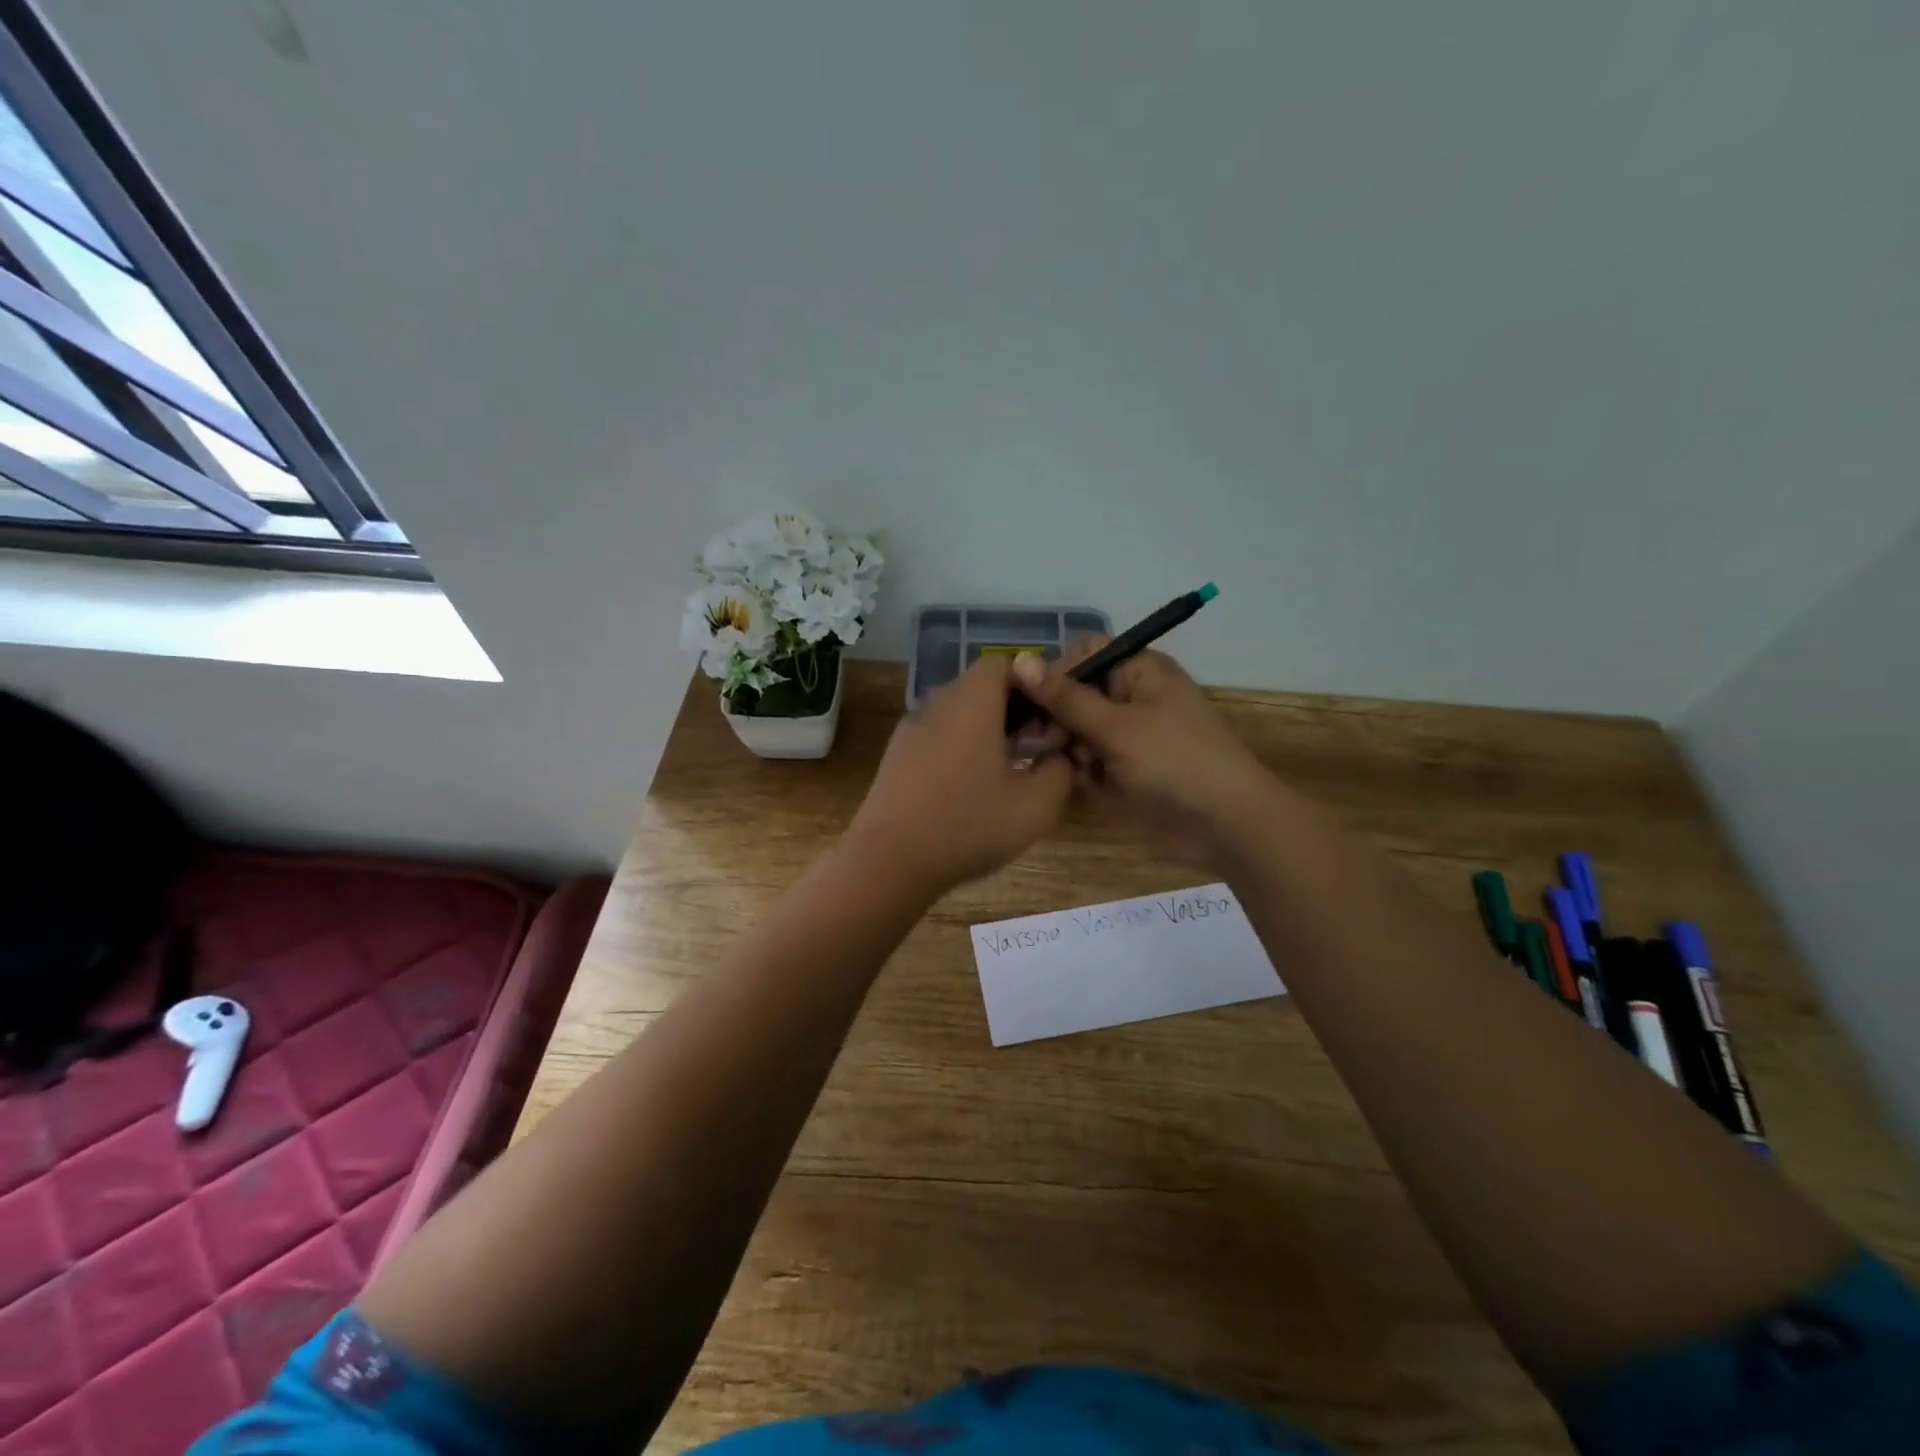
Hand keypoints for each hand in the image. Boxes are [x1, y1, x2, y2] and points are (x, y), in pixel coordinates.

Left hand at [845, 656, 1072, 896]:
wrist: (888, 861)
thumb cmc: (967, 825)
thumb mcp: (1035, 806)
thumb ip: (1059, 772)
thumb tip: (1059, 757)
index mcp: (971, 701)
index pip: (1004, 663)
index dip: (1034, 683)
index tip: (1053, 717)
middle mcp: (937, 703)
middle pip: (981, 687)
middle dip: (1015, 710)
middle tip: (1039, 746)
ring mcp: (911, 729)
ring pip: (959, 714)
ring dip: (988, 732)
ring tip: (1010, 771)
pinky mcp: (897, 756)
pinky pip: (939, 736)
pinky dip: (961, 749)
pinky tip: (973, 789)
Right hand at [1011, 643, 1279, 870]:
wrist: (1225, 825)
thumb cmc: (1174, 762)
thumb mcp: (1116, 727)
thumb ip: (1065, 697)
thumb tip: (1019, 660)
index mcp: (1140, 671)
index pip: (1084, 654)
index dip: (1056, 674)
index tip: (1032, 704)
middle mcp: (1132, 696)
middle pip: (1076, 693)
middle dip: (1057, 717)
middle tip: (1045, 744)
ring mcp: (1129, 734)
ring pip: (1077, 730)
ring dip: (1068, 747)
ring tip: (1076, 767)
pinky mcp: (1125, 768)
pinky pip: (1089, 759)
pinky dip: (1083, 769)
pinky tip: (1086, 783)